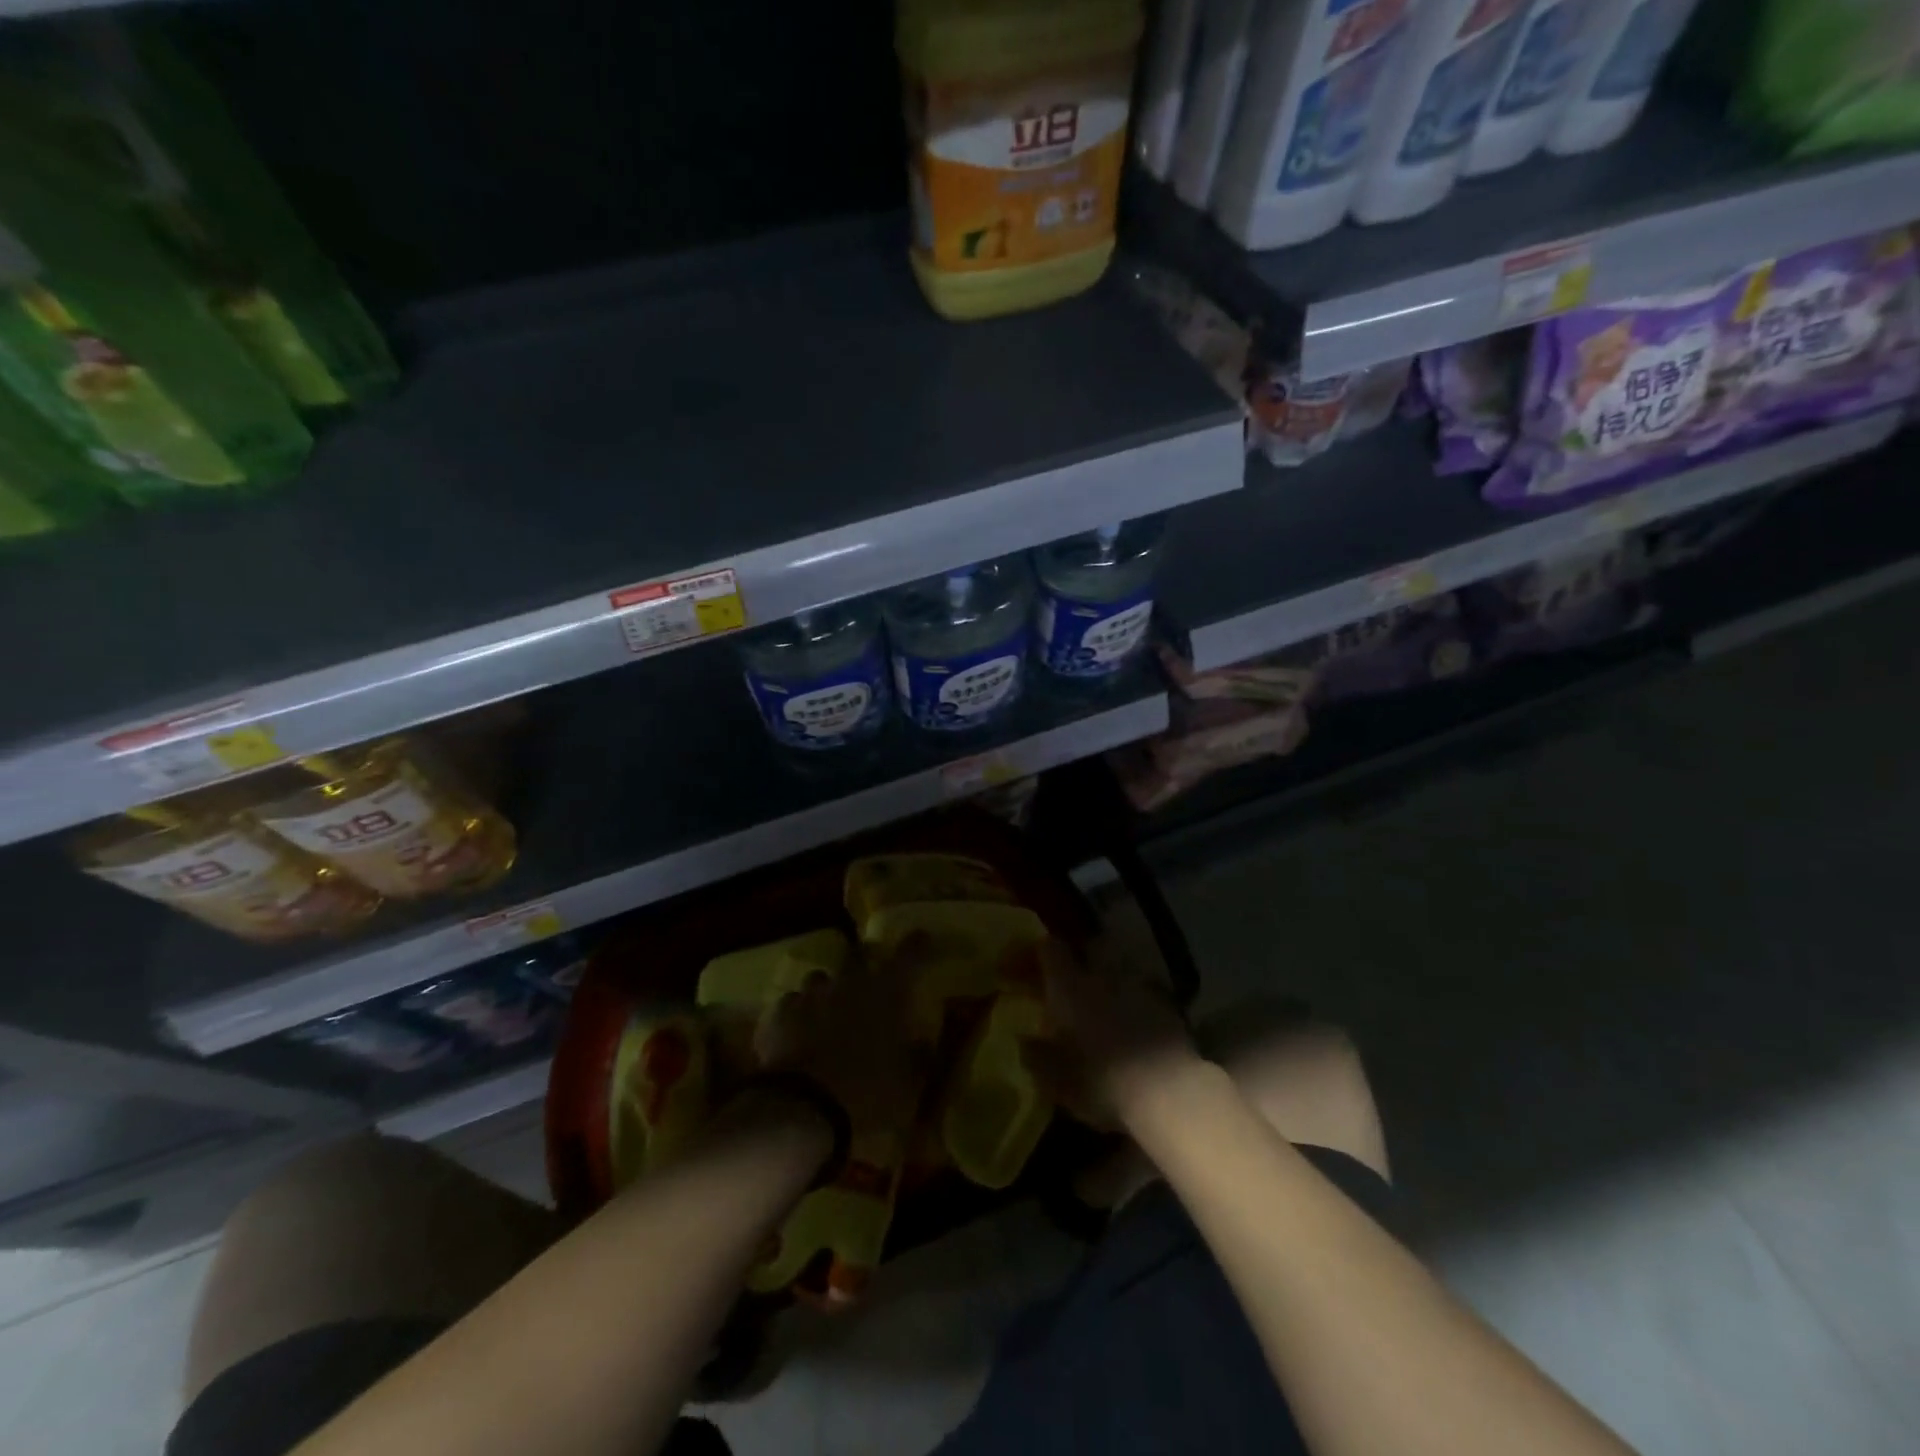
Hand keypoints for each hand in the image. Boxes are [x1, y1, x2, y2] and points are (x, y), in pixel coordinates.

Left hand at [753, 962, 921, 1134]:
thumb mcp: (907, 1083)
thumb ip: (918, 1057)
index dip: (918, 945)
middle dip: (865, 960)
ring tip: (828, 1010)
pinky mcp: (777, 1015)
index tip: (923, 938)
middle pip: (857, 955)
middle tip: (870, 976)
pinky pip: (791, 1005)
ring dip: (828, 990)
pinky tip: (797, 1033)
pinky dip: (798, 1015)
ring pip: (820, 978)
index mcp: (885, 992)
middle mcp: (847, 982)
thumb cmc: (866, 1091)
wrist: (800, 1109)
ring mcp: (809, 995)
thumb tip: (924, 1043)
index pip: (909, 954)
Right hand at [1021, 938, 1200, 1131]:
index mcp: (1070, 986)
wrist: (1168, 1091)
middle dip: (1077, 959)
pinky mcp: (1167, 1007)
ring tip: (1101, 1003)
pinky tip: (1131, 1023)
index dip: (1036, 953)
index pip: (1050, 949)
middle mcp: (1102, 977)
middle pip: (1088, 949)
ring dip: (1107, 981)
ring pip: (1118, 970)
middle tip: (1066, 980)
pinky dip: (1133, 1002)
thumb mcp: (1056, 1079)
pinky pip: (1142, 993)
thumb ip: (1036, 1056)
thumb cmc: (1101, 1081)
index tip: (1025, 966)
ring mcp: (1139, 988)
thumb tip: (1023, 1040)